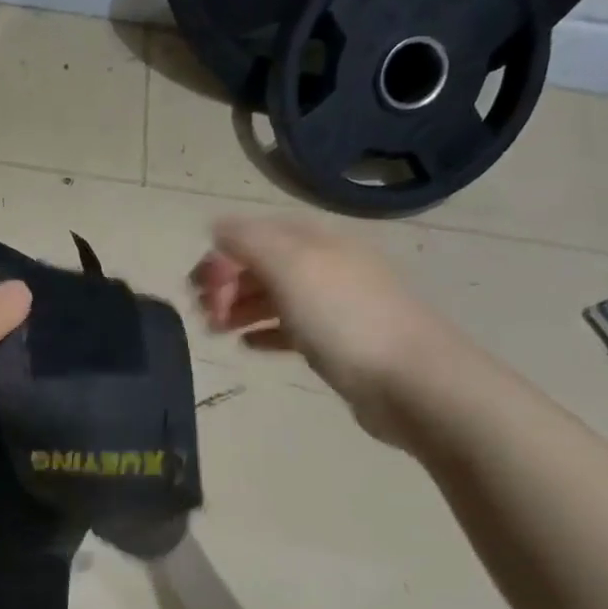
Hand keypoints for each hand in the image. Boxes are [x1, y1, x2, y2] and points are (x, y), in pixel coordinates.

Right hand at [193, 216, 464, 441]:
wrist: (409, 381)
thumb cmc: (344, 319)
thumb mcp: (291, 268)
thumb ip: (250, 242)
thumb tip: (217, 227)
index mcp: (316, 241)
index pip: (257, 233)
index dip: (222, 255)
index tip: (198, 287)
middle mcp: (325, 265)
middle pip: (263, 264)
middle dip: (226, 283)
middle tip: (202, 313)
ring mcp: (334, 305)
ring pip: (274, 297)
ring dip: (239, 308)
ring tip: (214, 331)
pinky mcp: (337, 343)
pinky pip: (290, 329)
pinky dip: (264, 331)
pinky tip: (246, 345)